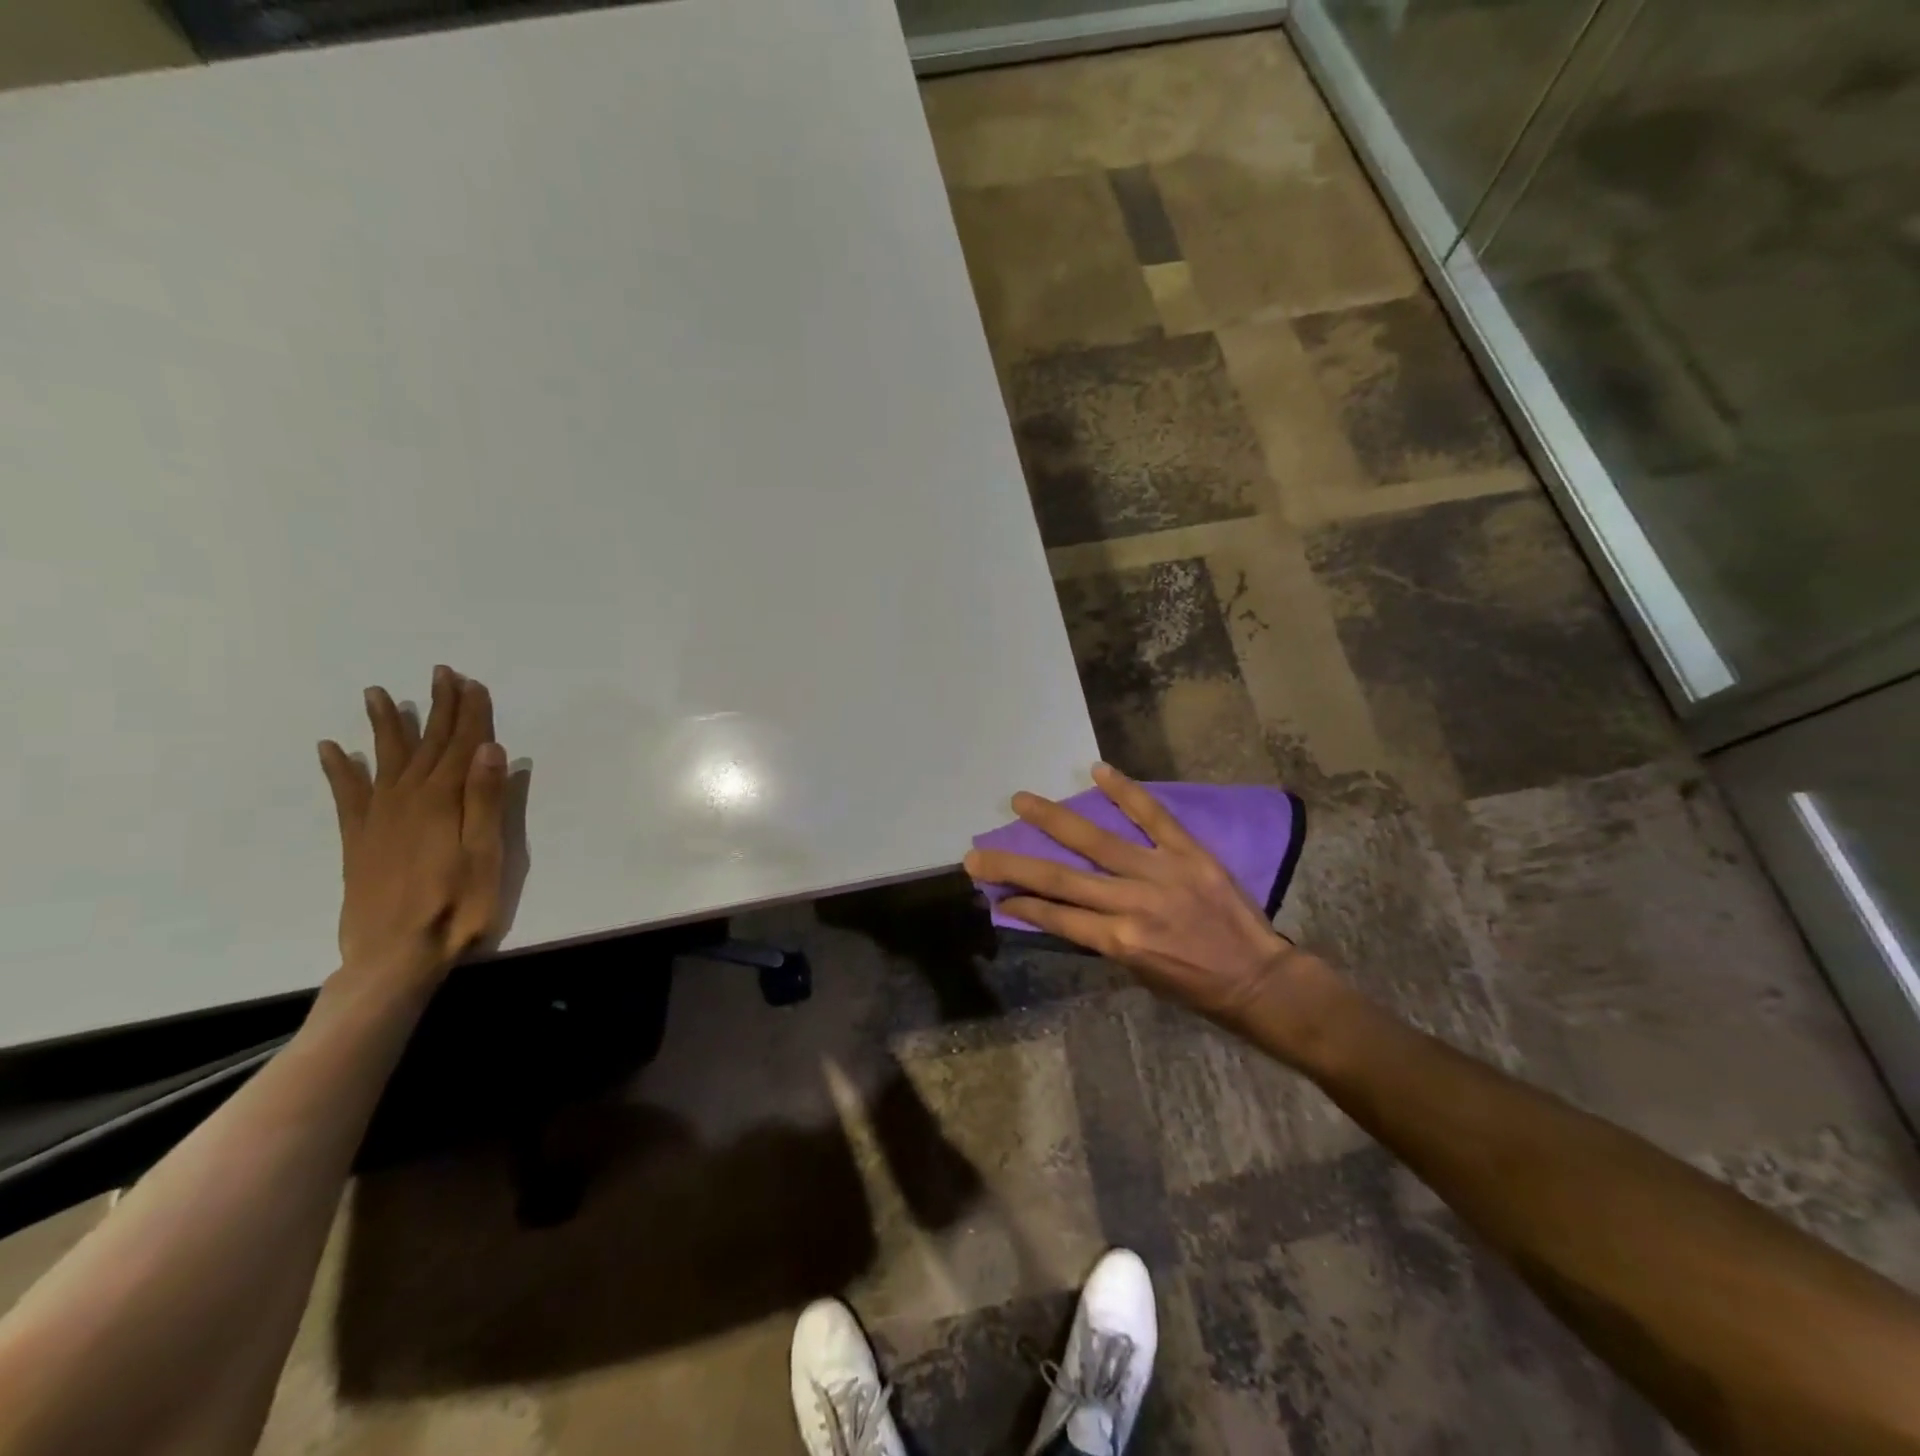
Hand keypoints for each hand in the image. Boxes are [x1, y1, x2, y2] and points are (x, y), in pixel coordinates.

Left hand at [317, 666, 506, 990]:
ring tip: (378, 694)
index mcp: (442, 802)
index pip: (461, 747)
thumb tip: (492, 750)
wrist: (394, 957)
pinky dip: (340, 769)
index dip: (469, 714)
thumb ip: (486, 801)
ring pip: (386, 760)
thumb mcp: (486, 855)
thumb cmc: (456, 906)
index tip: (471, 682)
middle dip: (437, 708)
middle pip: (426, 745)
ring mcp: (378, 820)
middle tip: (441, 674)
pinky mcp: (358, 841)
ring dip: (386, 726)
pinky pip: (347, 795)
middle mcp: (407, 800)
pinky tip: (334, 749)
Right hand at [964, 763, 1298, 1022]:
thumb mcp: (1138, 973)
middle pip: (1061, 879)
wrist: (1258, 979)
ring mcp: (1160, 872)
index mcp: (1118, 941)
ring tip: (1021, 800)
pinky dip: (1125, 792)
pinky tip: (1097, 772)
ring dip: (1054, 819)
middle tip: (977, 852)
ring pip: (1096, 841)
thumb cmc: (1194, 985)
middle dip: (1013, 865)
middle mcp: (1131, 904)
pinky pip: (1152, 816)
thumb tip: (1066, 909)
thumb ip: (1102, 937)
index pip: (1056, 916)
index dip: (1020, 903)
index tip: (993, 893)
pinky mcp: (1188, 852)